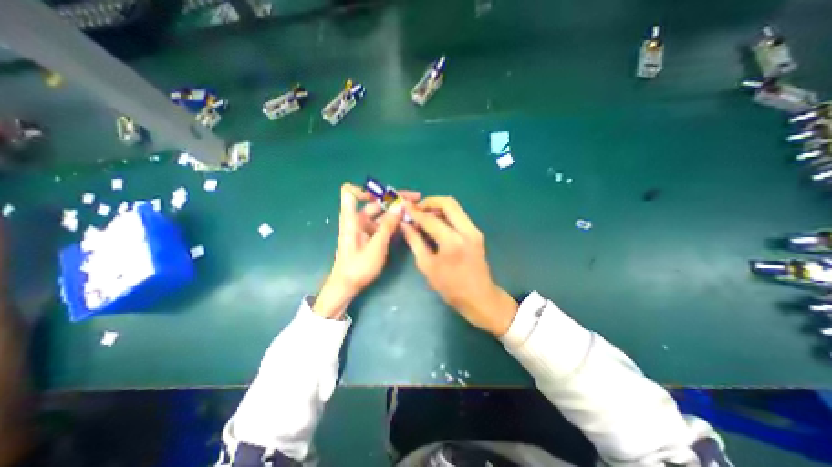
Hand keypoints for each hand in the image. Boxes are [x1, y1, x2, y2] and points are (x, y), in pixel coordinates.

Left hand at [317, 185, 424, 318]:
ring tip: (416, 209)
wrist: (347, 286)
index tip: (385, 194)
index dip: (365, 189)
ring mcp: (365, 227)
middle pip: (375, 201)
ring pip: (382, 213)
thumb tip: (400, 205)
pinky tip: (409, 222)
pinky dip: (395, 221)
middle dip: (395, 198)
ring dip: (397, 210)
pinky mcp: (371, 235)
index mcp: (351, 219)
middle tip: (416, 198)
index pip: (350, 193)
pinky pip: (384, 224)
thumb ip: (388, 226)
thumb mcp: (376, 247)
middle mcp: (358, 219)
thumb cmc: (358, 267)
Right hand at [400, 196, 518, 334]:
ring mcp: (474, 230)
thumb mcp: (427, 266)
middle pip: (448, 203)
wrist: (479, 297)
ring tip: (424, 217)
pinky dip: (446, 215)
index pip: (430, 219)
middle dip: (430, 202)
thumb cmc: (450, 287)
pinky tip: (436, 225)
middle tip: (417, 209)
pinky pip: (459, 216)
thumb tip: (404, 225)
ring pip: (455, 208)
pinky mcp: (476, 233)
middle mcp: (466, 231)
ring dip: (438, 208)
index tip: (404, 207)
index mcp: (452, 242)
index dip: (415, 212)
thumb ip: (415, 242)